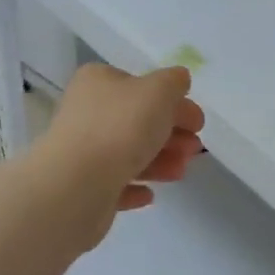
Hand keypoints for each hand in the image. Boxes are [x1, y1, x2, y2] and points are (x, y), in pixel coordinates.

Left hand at [34, 64, 205, 250]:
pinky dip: (134, 186)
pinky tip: (149, 194)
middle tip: (194, 148)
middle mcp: (86, 112)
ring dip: (160, 160)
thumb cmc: (120, 128)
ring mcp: (81, 151)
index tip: (197, 122)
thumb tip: (178, 80)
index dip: (173, 102)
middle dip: (171, 134)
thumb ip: (173, 82)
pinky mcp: (82, 187)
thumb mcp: (158, 91)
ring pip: (128, 153)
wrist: (76, 184)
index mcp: (98, 82)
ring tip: (180, 172)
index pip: (140, 85)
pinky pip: (114, 184)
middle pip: (137, 121)